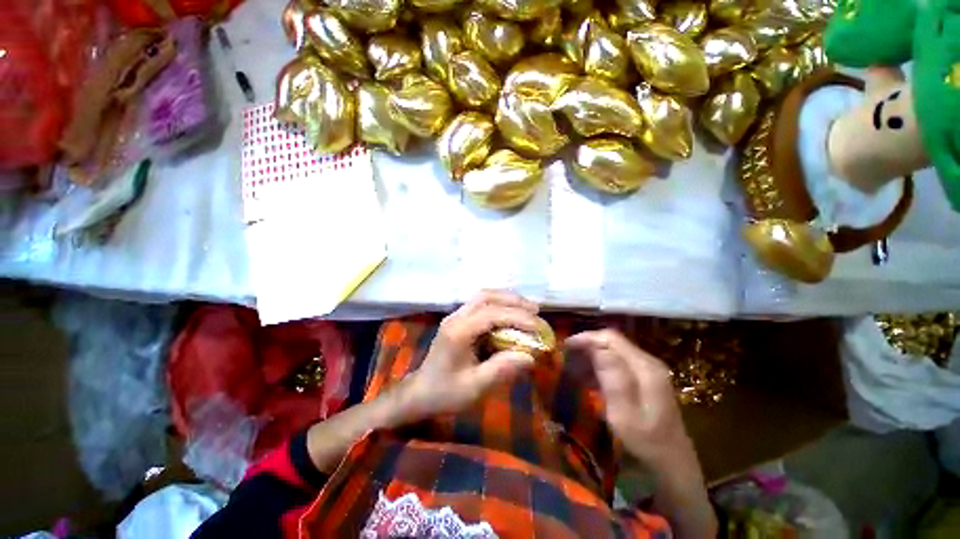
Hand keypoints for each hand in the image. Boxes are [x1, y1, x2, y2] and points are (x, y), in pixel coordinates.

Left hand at [403, 290, 539, 420]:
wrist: (420, 392)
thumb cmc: (445, 393)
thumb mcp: (475, 387)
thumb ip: (502, 369)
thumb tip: (530, 356)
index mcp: (458, 332)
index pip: (491, 314)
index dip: (517, 317)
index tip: (537, 326)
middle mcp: (456, 317)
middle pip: (486, 296)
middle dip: (513, 301)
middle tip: (535, 310)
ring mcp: (456, 316)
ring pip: (483, 296)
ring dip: (507, 299)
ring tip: (527, 308)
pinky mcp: (458, 319)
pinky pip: (481, 303)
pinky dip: (499, 304)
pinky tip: (510, 313)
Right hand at [566, 329, 694, 472]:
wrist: (673, 465)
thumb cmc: (646, 443)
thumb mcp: (624, 415)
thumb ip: (612, 379)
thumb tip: (596, 348)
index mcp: (645, 368)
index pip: (611, 339)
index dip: (587, 338)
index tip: (566, 346)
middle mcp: (648, 363)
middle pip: (612, 342)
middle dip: (587, 346)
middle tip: (566, 357)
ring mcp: (648, 370)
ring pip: (613, 351)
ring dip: (592, 356)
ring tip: (573, 367)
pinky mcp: (645, 379)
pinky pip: (617, 363)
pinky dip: (600, 366)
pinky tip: (588, 379)